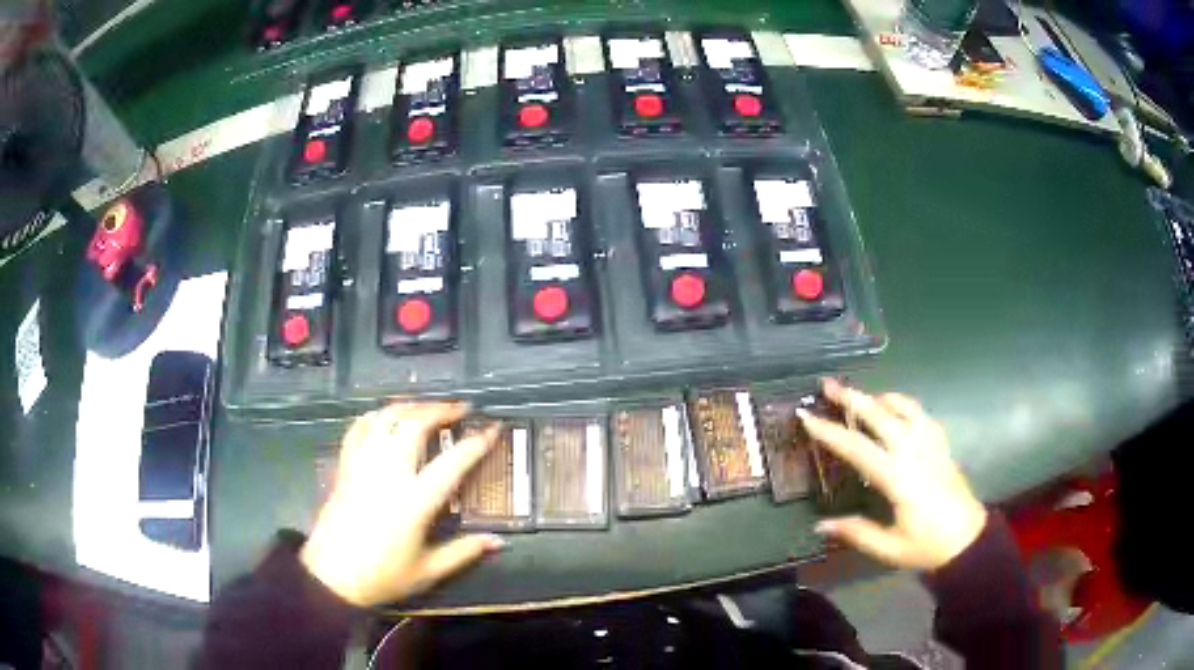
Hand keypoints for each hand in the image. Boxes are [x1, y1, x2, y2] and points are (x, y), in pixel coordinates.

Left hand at [299, 402, 503, 606]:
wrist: (331, 577)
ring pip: (385, 419)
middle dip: (441, 410)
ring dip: (410, 407)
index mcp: (414, 501)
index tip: (493, 428)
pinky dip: (375, 416)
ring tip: (427, 409)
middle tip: (461, 408)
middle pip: (414, 425)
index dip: (477, 442)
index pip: (452, 462)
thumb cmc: (382, 576)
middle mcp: (388, 473)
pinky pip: (358, 429)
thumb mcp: (428, 571)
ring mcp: (363, 466)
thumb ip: (463, 552)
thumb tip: (498, 542)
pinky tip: (386, 418)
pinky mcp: (344, 467)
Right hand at [798, 379, 986, 570]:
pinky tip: (894, 408)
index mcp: (898, 478)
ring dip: (878, 397)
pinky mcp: (941, 444)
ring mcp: (930, 444)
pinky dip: (903, 404)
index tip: (807, 417)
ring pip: (903, 407)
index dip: (830, 431)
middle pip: (880, 415)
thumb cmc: (927, 545)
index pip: (857, 447)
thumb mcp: (889, 548)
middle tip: (828, 385)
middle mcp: (913, 452)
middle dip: (852, 398)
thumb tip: (819, 525)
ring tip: (860, 396)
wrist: (967, 538)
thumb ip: (856, 533)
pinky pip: (920, 413)